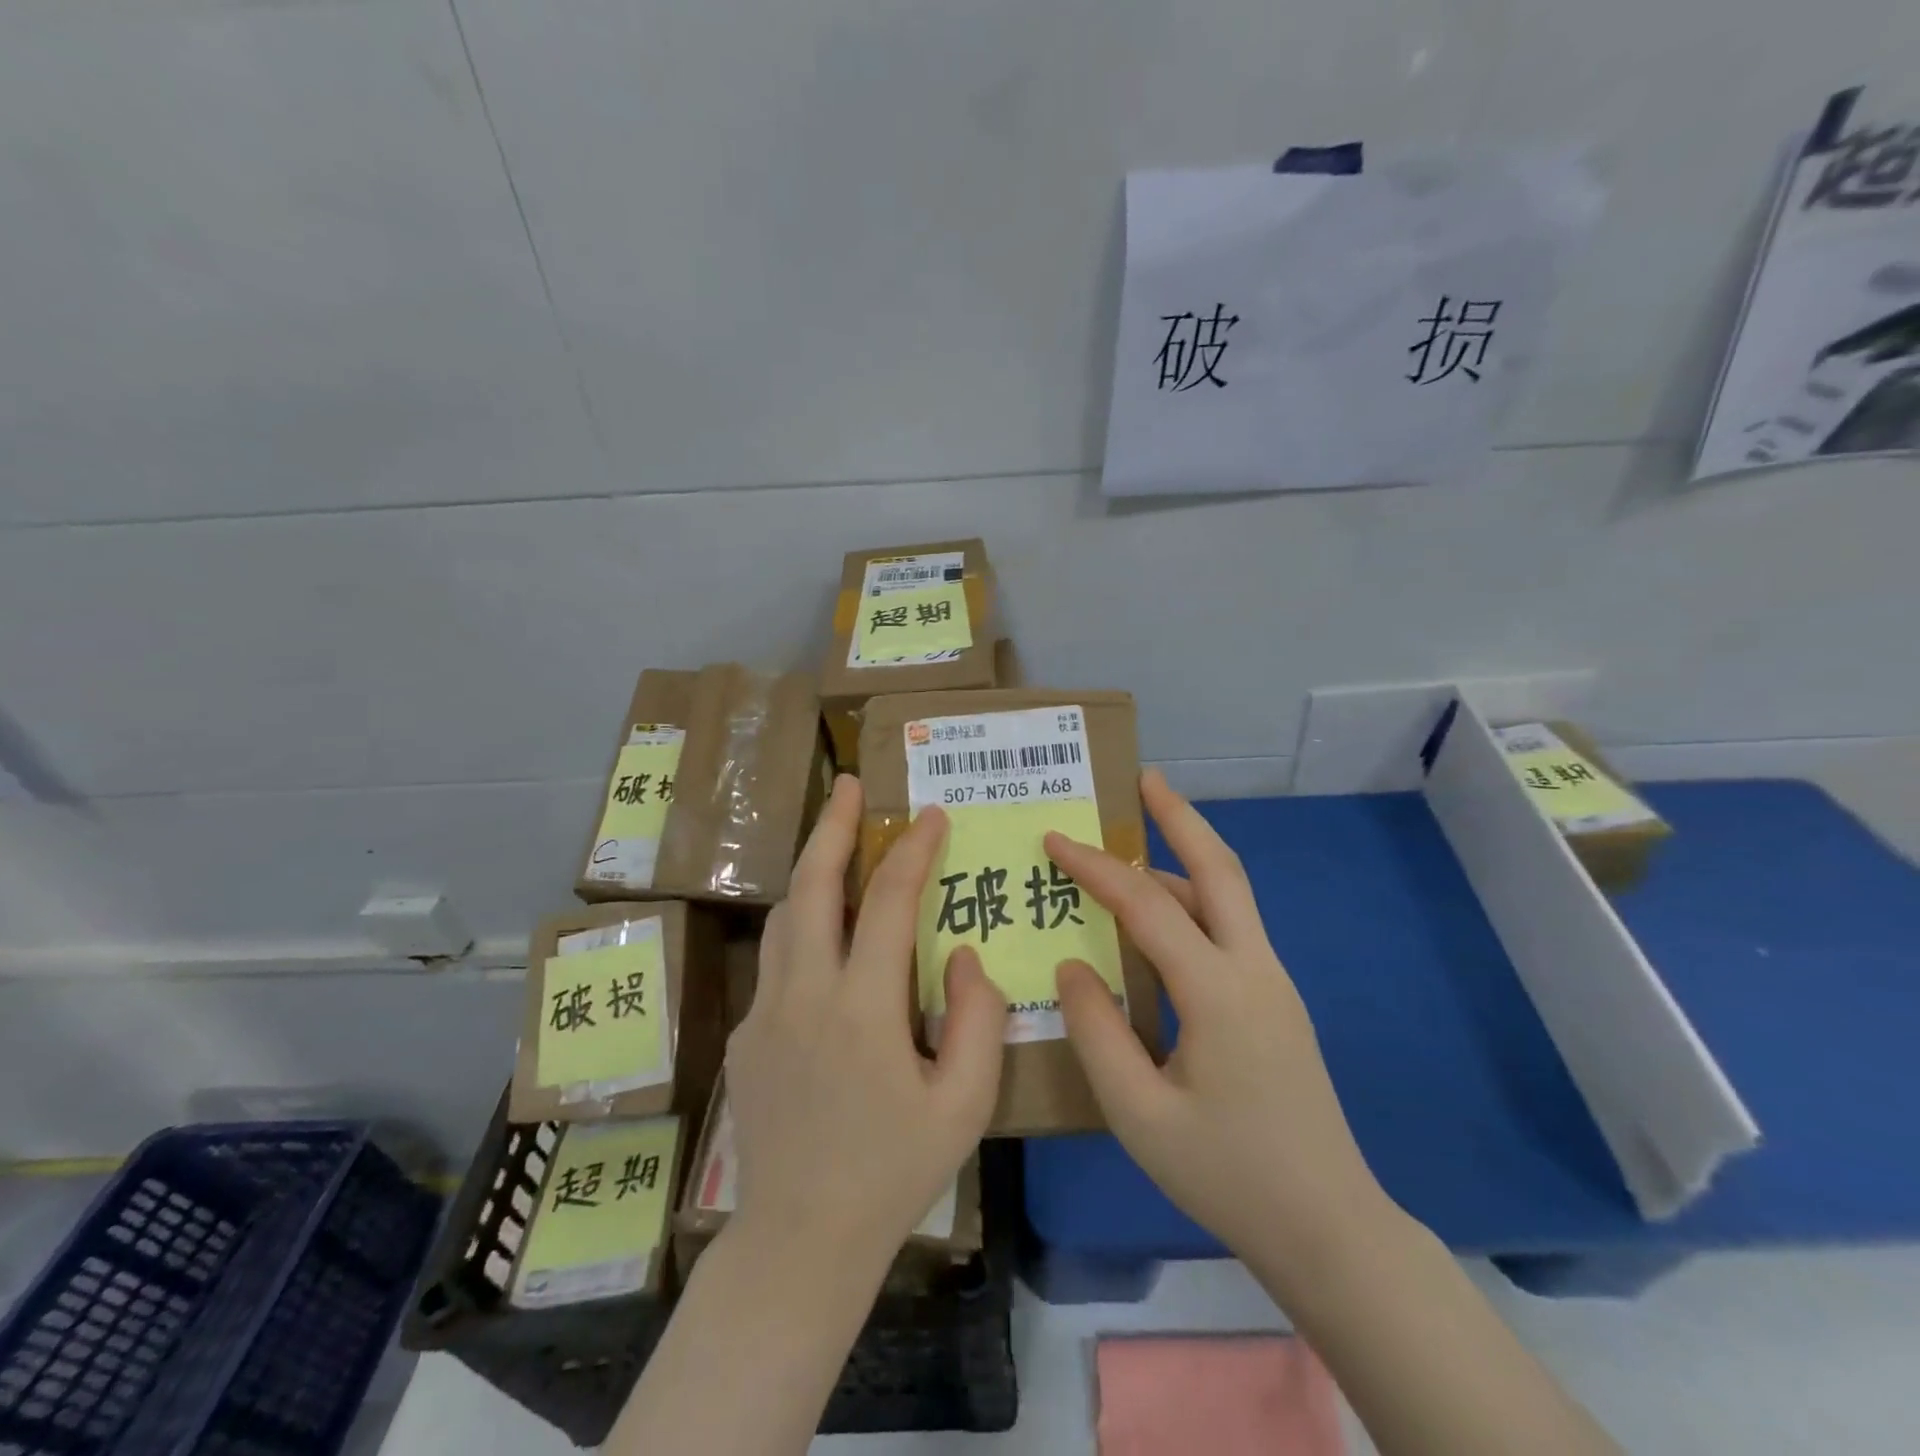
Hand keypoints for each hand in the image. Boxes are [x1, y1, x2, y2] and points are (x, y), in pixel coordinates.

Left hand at [725, 774, 1006, 1272]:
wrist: (800, 1239)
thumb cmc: (894, 1172)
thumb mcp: (964, 1105)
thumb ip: (976, 1020)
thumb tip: (964, 954)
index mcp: (862, 1009)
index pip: (888, 902)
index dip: (911, 851)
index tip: (930, 816)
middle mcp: (803, 995)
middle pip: (811, 886)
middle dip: (831, 827)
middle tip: (847, 783)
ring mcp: (763, 1012)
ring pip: (785, 915)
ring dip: (811, 869)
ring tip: (834, 840)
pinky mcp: (744, 1033)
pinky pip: (776, 959)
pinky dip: (802, 925)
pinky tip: (826, 936)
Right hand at [1045, 770, 1383, 1263]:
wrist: (1328, 1227)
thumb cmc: (1226, 1173)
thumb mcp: (1138, 1113)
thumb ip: (1096, 1031)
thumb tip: (1072, 965)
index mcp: (1218, 991)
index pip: (1146, 905)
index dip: (1096, 868)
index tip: (1054, 839)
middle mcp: (1254, 969)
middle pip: (1219, 869)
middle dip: (1180, 817)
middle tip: (1145, 779)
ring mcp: (1272, 982)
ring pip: (1228, 896)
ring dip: (1184, 857)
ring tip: (1130, 847)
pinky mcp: (1275, 1001)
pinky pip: (1229, 929)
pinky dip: (1192, 900)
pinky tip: (1158, 921)